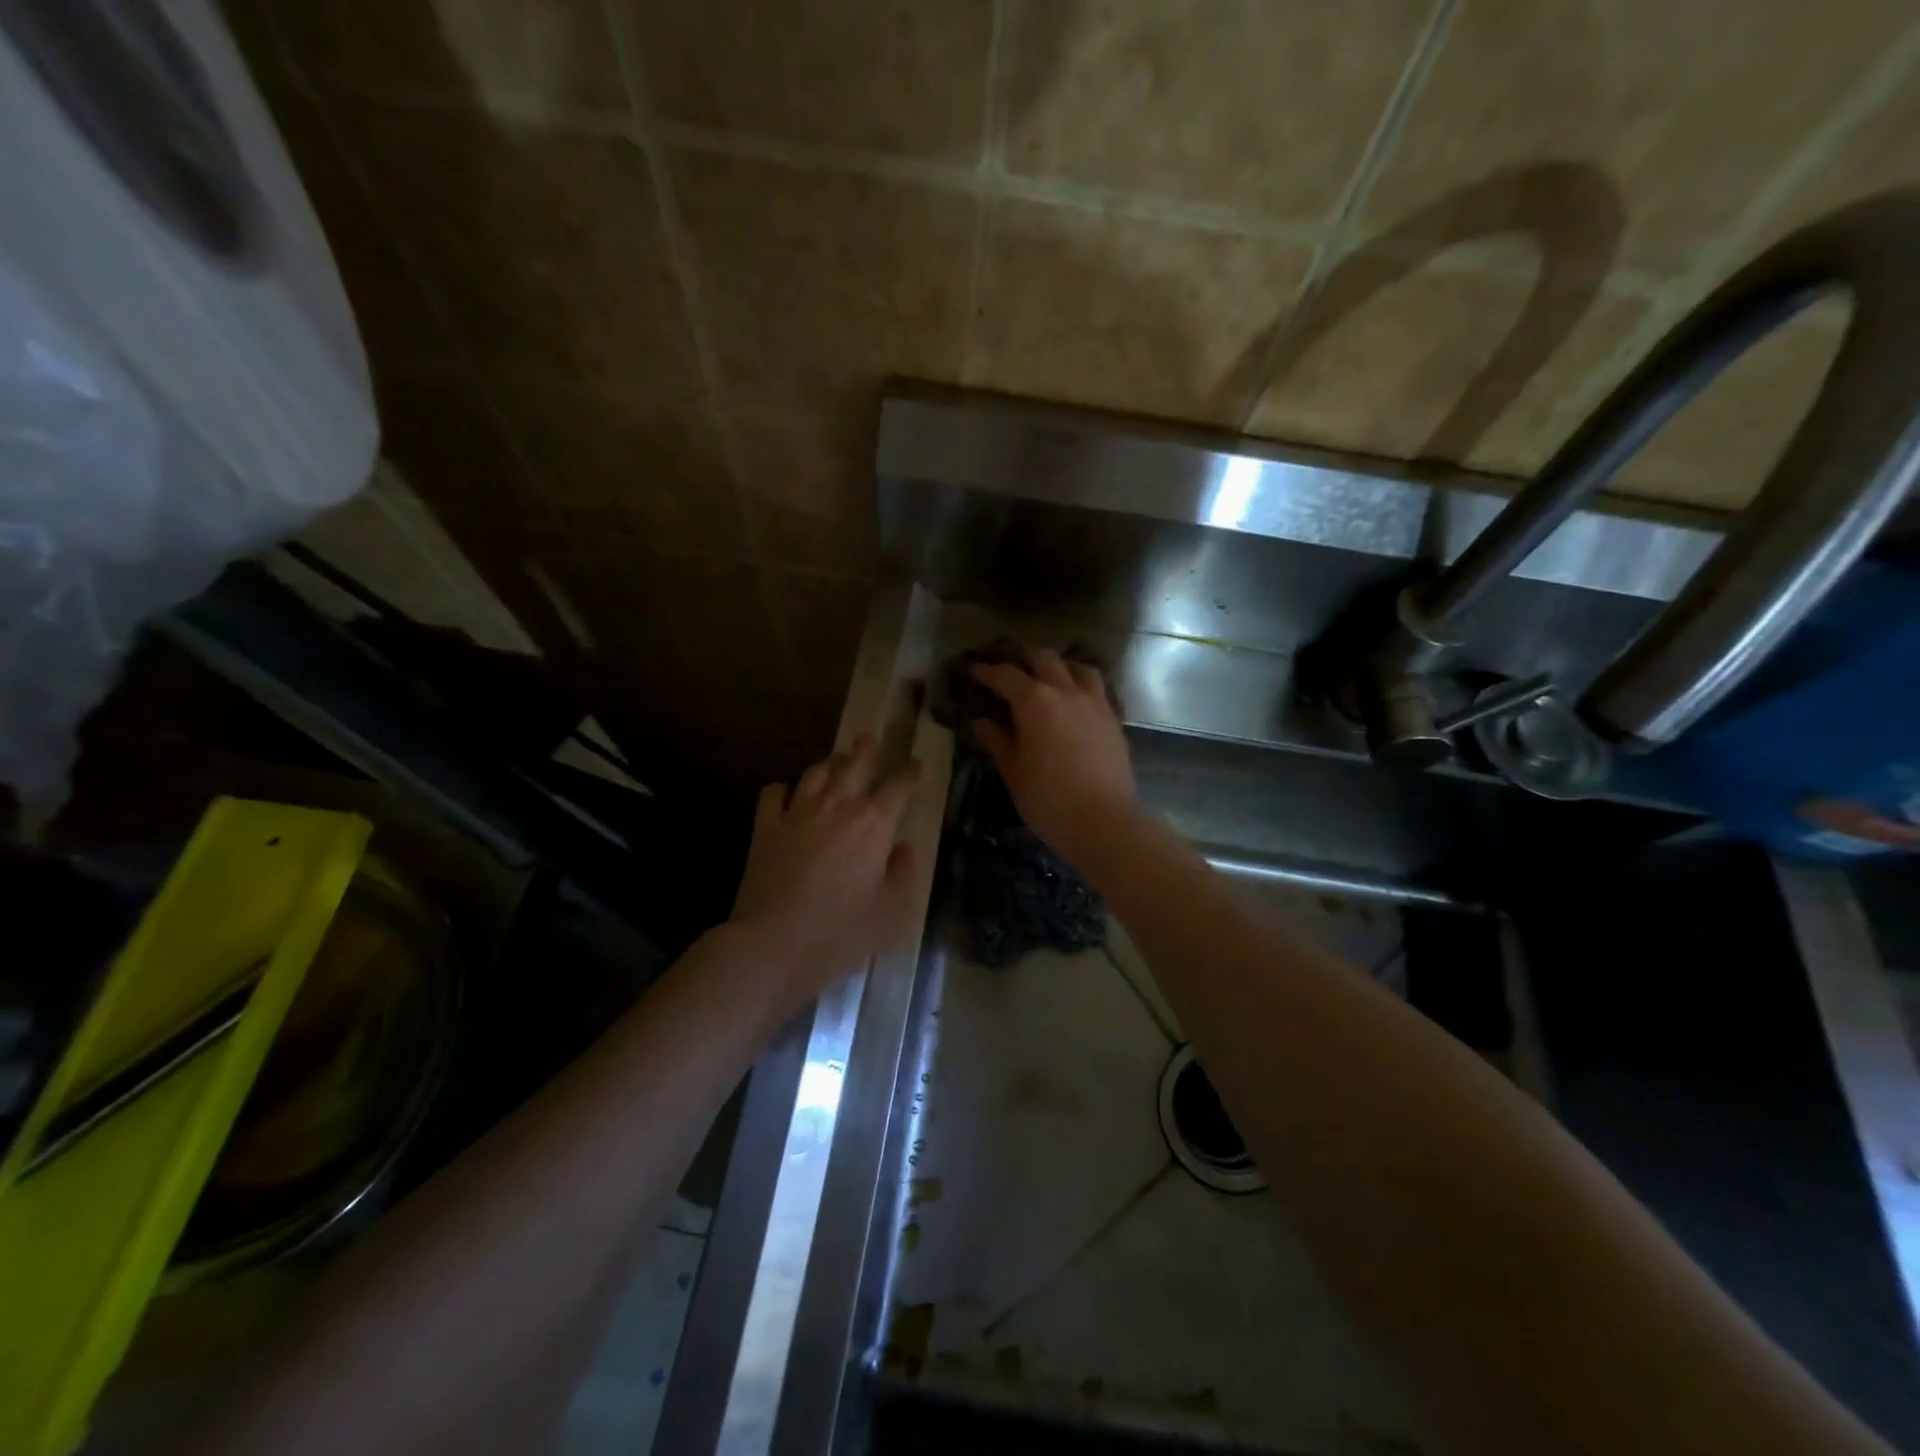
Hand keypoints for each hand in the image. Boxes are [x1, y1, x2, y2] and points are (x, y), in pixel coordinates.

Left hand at [730, 734, 922, 1003]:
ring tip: (836, 759)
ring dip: (829, 762)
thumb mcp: (891, 912)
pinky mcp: (766, 828)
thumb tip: (904, 849)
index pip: (898, 788)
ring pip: (816, 773)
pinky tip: (786, 793)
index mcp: (873, 824)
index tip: (916, 765)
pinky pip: (774, 794)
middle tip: (870, 738)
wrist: (773, 943)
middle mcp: (837, 807)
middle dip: (866, 751)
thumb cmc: (841, 931)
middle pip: (854, 765)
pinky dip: (783, 789)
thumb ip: (904, 874)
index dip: (910, 774)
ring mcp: (797, 813)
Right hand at [969, 648, 1135, 865]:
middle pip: (1044, 659)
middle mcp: (1066, 692)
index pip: (1006, 676)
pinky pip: (1097, 689)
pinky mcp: (1113, 720)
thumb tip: (982, 723)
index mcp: (1035, 702)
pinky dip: (1082, 685)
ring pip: (1078, 668)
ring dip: (1060, 666)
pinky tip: (1076, 701)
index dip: (987, 671)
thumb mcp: (1014, 772)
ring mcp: (1095, 703)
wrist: (1104, 821)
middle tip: (1010, 668)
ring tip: (1049, 676)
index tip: (974, 669)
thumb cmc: (1048, 799)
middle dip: (1024, 658)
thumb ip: (997, 742)